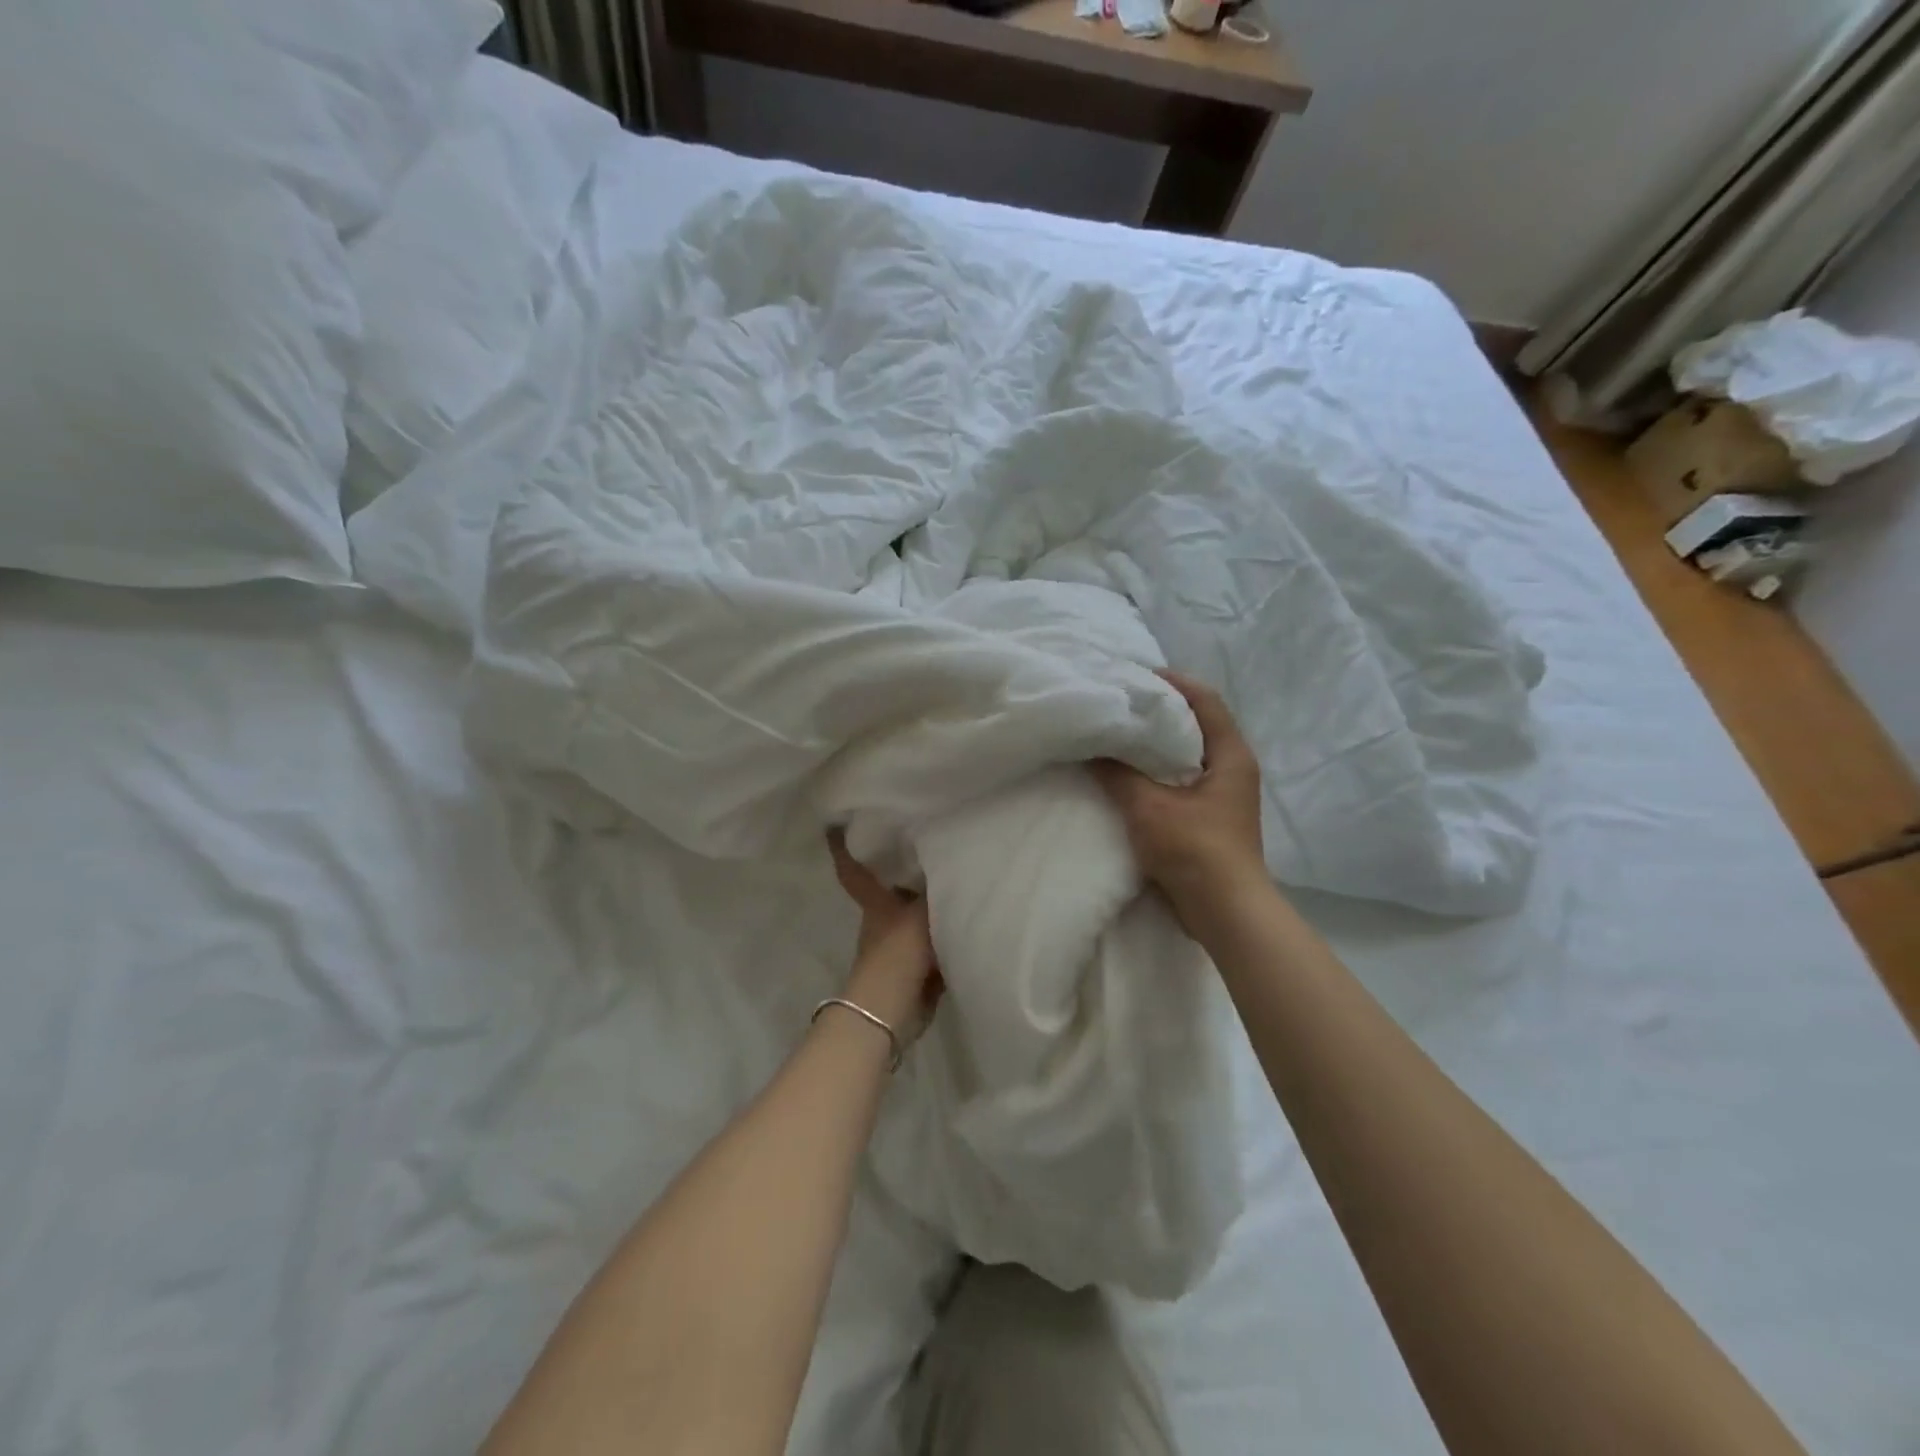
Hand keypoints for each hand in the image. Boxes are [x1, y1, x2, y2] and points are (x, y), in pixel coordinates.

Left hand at [827, 831, 941, 1046]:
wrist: (892, 1010)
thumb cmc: (898, 953)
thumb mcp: (920, 914)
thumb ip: (938, 891)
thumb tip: (953, 864)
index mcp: (876, 904)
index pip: (855, 871)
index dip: (843, 849)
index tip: (833, 826)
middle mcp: (883, 921)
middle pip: (890, 890)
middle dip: (903, 872)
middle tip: (925, 844)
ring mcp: (897, 946)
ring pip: (914, 916)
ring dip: (929, 903)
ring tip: (957, 877)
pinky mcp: (915, 969)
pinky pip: (933, 942)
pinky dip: (946, 933)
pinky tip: (968, 919)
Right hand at [1092, 670, 1267, 925]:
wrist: (1224, 913)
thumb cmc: (1195, 850)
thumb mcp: (1149, 807)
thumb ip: (1118, 774)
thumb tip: (1090, 747)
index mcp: (1230, 755)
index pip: (1204, 700)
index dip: (1172, 682)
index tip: (1133, 676)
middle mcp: (1230, 768)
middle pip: (1193, 725)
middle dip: (1157, 711)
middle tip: (1116, 703)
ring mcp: (1220, 795)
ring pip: (1183, 755)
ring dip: (1152, 744)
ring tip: (1113, 734)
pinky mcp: (1206, 818)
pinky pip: (1177, 781)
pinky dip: (1152, 772)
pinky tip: (1122, 774)